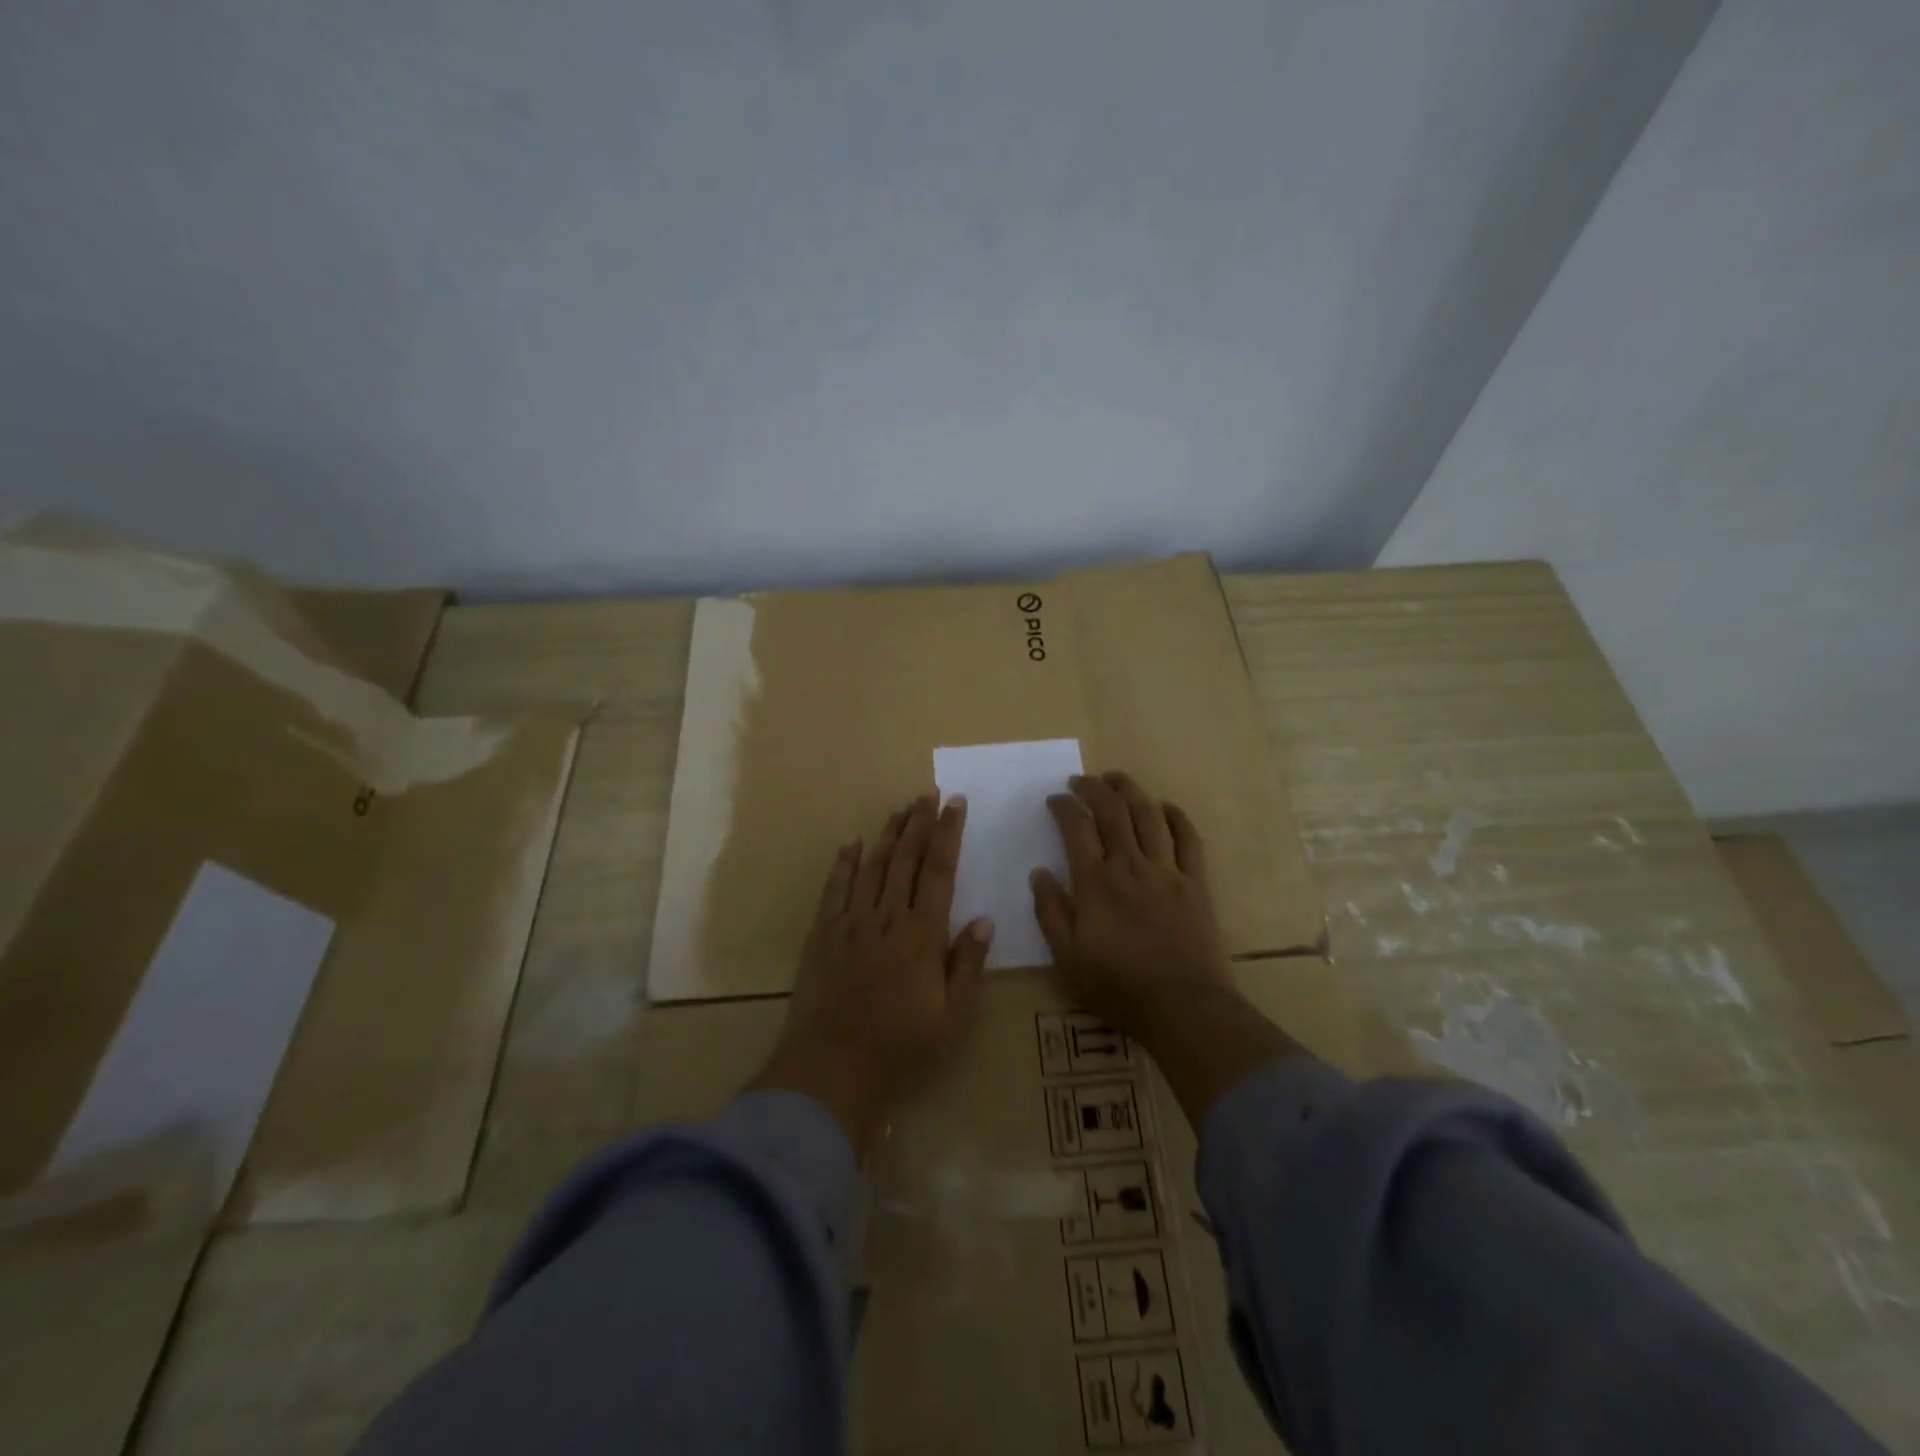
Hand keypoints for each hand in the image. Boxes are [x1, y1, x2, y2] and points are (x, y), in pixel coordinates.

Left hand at [753, 793, 993, 1152]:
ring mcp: (851, 923)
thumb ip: (968, 966)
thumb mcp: (953, 1019)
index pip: (939, 871)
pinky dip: (844, 863)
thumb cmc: (901, 1049)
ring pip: (872, 866)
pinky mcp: (823, 934)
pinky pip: (835, 889)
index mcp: (923, 935)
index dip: (948, 834)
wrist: (831, 1070)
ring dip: (888, 834)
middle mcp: (887, 918)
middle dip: (920, 822)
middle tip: (929, 793)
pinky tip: (853, 843)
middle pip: (905, 859)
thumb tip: (984, 920)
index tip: (955, 804)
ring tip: (901, 808)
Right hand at [1029, 771, 1234, 1037]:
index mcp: (1095, 882)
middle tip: (1080, 781)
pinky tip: (1165, 807)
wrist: (1184, 1007)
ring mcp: (1167, 870)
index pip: (1076, 827)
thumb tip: (1038, 872)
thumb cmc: (1118, 987)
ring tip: (1116, 779)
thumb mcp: (1067, 959)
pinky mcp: (1195, 882)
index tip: (1054, 799)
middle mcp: (1130, 865)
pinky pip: (1188, 838)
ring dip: (1130, 790)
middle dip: (1093, 788)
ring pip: (1148, 815)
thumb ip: (1050, 912)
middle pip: (1112, 810)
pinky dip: (1176, 817)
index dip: (1063, 806)